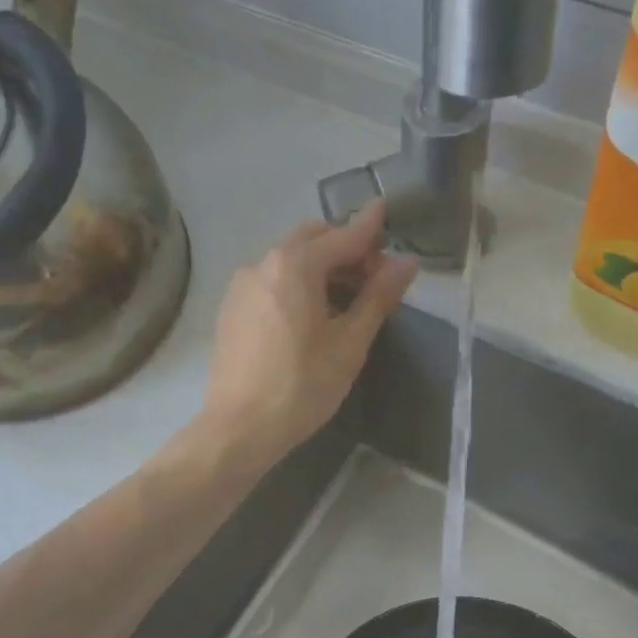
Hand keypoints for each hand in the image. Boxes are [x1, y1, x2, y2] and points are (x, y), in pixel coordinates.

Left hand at [198, 202, 416, 472]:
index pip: (344, 235)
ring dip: (321, 268)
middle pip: (313, 240)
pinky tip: (311, 316)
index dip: (371, 226)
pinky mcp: (231, 309)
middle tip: (374, 279)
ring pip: (289, 261)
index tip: (388, 210)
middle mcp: (263, 262)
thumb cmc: (301, 387)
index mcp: (295, 265)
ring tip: (346, 302)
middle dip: (345, 250)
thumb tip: (407, 264)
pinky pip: (271, 282)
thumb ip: (377, 298)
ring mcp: (242, 285)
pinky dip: (296, 284)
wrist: (239, 428)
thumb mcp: (349, 345)